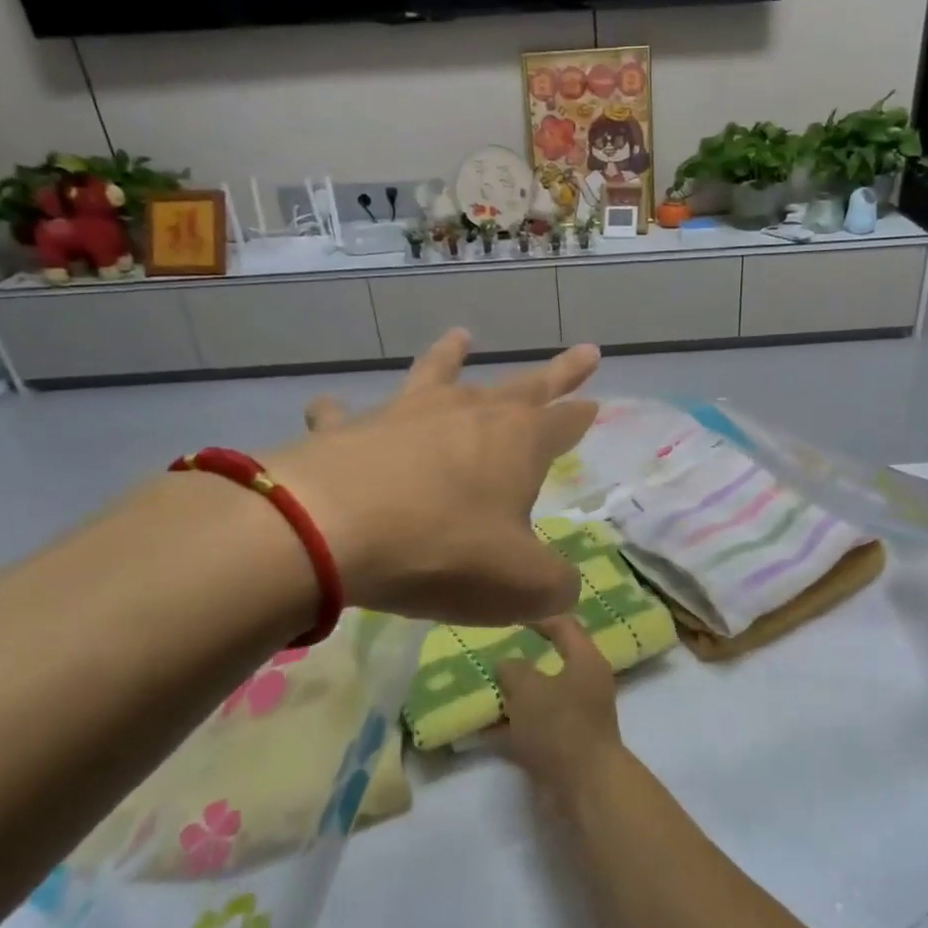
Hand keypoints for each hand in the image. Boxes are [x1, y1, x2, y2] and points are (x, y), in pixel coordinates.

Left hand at [265, 330, 599, 625]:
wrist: (331, 530)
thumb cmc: (444, 552)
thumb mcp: (522, 585)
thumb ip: (555, 587)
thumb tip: (564, 591)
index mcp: (518, 443)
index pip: (563, 422)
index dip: (581, 416)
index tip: (596, 402)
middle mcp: (468, 414)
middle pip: (523, 387)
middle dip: (557, 373)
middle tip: (584, 353)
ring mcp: (406, 415)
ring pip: (437, 374)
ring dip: (452, 356)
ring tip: (461, 336)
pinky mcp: (349, 430)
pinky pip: (347, 416)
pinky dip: (341, 412)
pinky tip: (331, 409)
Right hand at [496, 615, 622, 803]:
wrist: (583, 787)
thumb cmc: (560, 725)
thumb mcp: (528, 688)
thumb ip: (513, 669)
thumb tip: (507, 664)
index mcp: (586, 660)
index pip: (565, 625)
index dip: (538, 616)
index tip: (510, 613)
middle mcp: (585, 684)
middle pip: (551, 663)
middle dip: (520, 660)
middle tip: (489, 652)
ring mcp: (575, 717)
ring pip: (539, 698)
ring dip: (512, 696)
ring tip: (478, 689)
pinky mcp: (563, 746)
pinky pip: (532, 729)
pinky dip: (509, 728)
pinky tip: (479, 729)